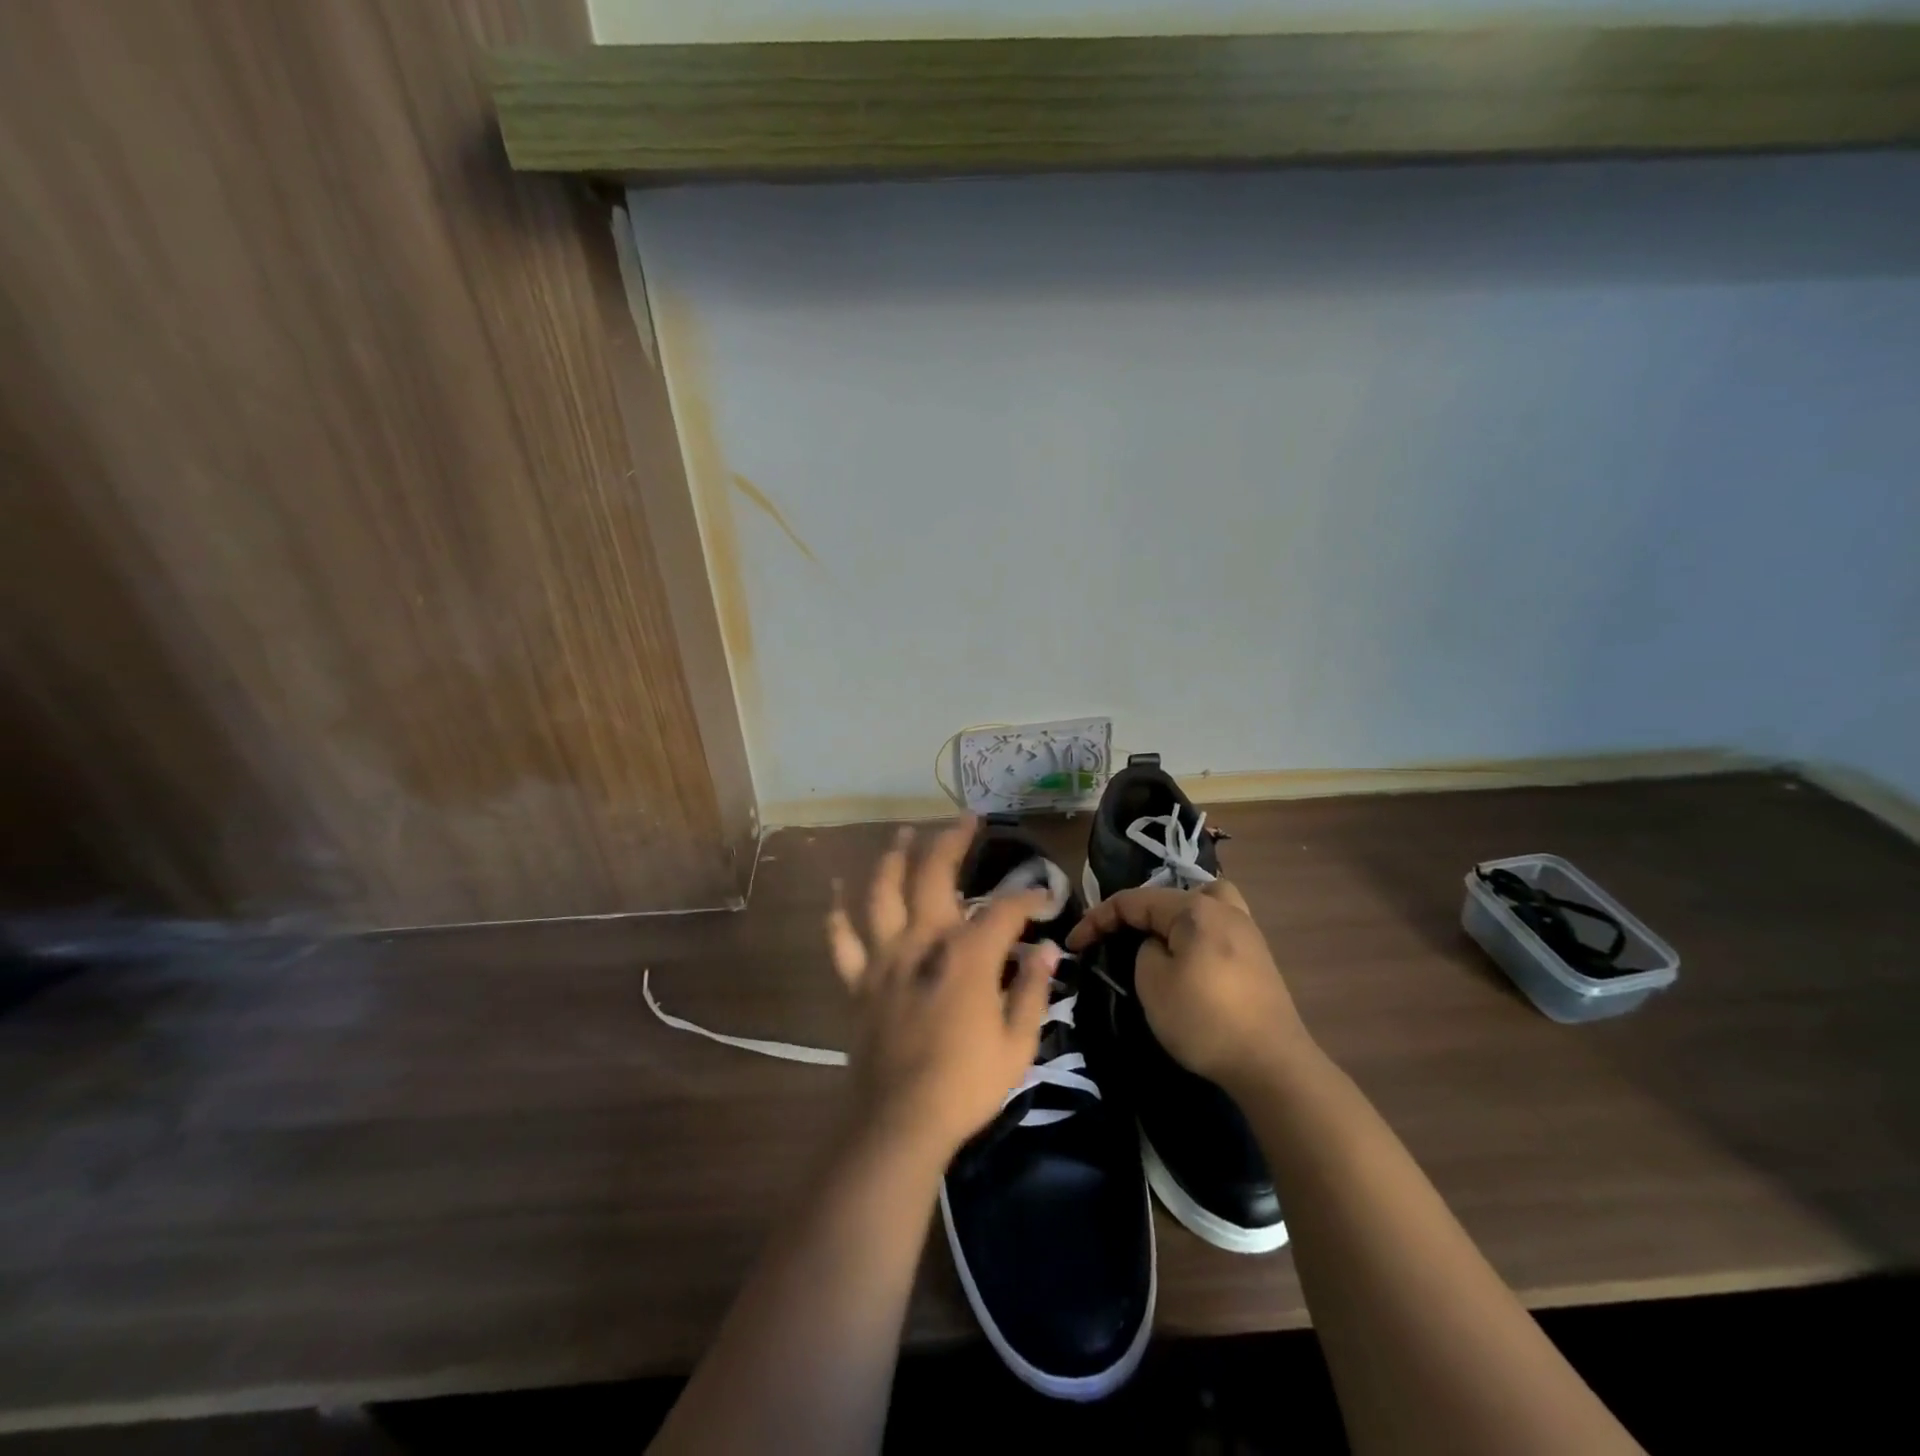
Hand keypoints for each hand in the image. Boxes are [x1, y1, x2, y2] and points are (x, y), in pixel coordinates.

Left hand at [826, 817, 1059, 1158]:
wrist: (900, 1122)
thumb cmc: (966, 1085)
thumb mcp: (1018, 1043)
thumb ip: (1032, 989)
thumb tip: (1046, 949)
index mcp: (967, 955)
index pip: (1004, 909)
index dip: (1028, 897)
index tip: (1044, 897)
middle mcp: (923, 942)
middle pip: (934, 875)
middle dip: (952, 841)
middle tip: (966, 819)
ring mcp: (885, 958)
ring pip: (883, 893)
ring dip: (893, 858)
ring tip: (903, 833)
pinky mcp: (859, 982)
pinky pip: (841, 941)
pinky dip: (837, 914)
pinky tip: (836, 890)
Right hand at [1066, 879, 1307, 1086]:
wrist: (1272, 1065)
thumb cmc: (1204, 1019)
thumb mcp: (1152, 982)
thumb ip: (1145, 950)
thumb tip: (1159, 946)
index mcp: (1196, 908)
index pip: (1134, 900)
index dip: (1098, 918)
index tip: (1075, 944)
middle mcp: (1225, 910)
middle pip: (1173, 894)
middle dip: (1140, 911)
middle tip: (1122, 938)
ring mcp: (1248, 933)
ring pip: (1203, 905)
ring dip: (1175, 918)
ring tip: (1160, 942)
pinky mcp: (1258, 960)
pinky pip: (1218, 929)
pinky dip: (1197, 935)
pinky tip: (1190, 961)